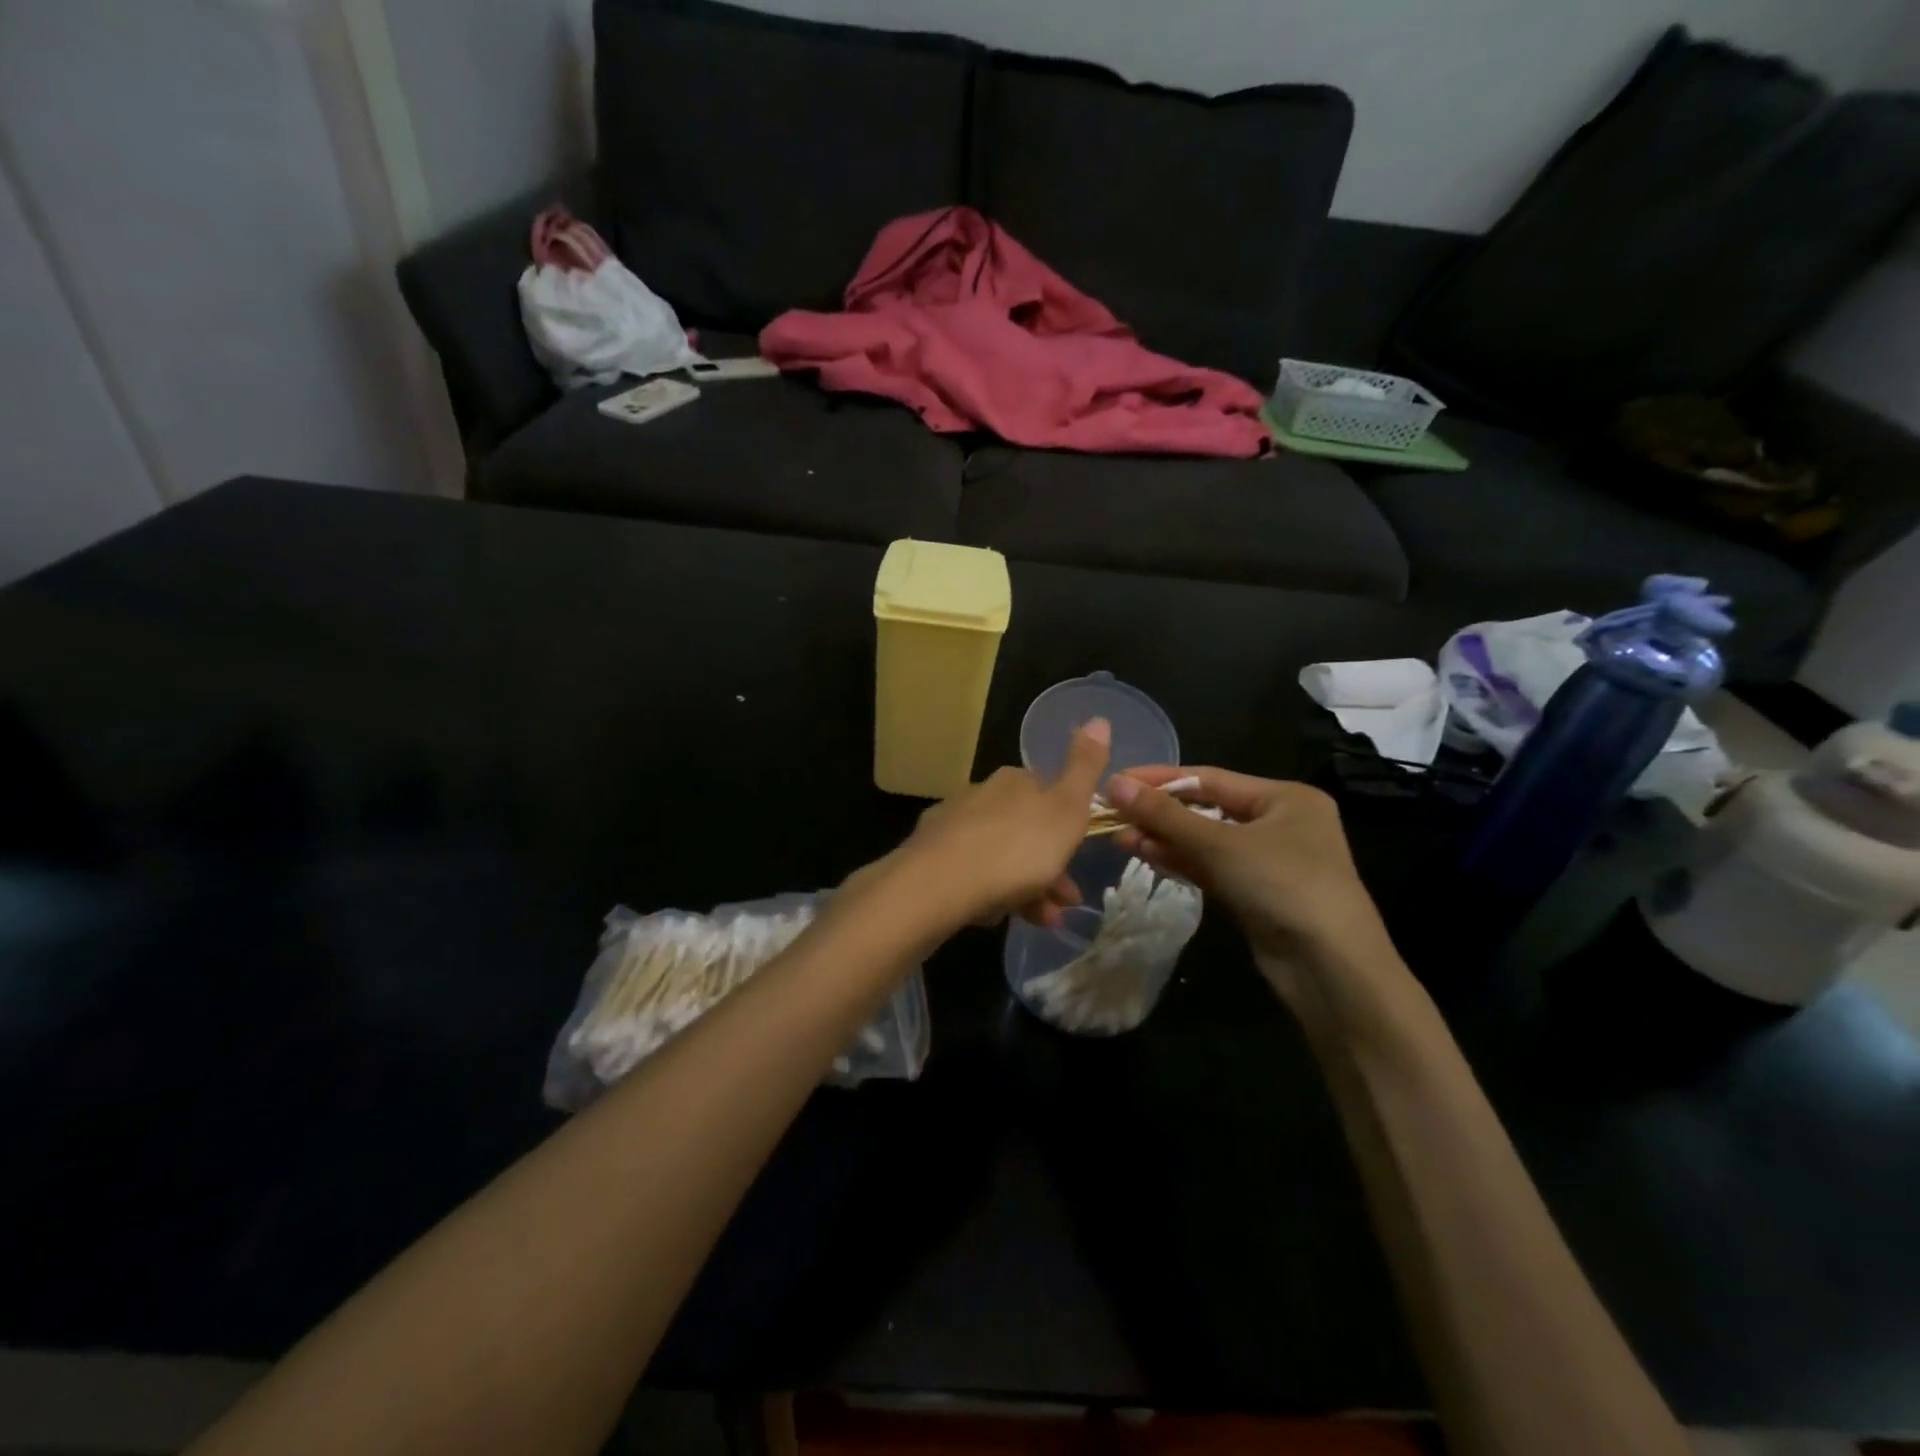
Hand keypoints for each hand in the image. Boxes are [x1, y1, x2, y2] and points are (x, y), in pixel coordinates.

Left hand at [895, 719, 1111, 930]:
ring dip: (1027, 888)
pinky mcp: (930, 857)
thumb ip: (1084, 768)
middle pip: (1024, 831)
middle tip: (1066, 901)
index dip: (1068, 828)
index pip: (1048, 795)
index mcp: (1014, 782)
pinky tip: (996, 916)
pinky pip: (971, 875)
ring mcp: (952, 826)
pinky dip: (991, 894)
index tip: (1081, 859)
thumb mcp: (1066, 809)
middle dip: (1050, 867)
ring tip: (1044, 920)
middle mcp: (980, 795)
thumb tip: (1098, 719)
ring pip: (1000, 857)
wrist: (938, 884)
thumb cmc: (1016, 848)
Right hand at [1105, 766, 1407, 1021]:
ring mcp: (1269, 862)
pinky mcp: (1256, 894)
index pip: (1210, 778)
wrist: (1331, 969)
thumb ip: (1165, 815)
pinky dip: (1180, 862)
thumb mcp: (1221, 845)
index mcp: (1285, 797)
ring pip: (1205, 841)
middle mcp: (1280, 823)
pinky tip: (1146, 856)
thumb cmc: (1284, 886)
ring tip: (1120, 837)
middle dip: (1159, 813)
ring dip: (1164, 839)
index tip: (1117, 780)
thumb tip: (1114, 784)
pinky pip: (1211, 868)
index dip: (1160, 778)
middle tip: (1113, 814)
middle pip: (1207, 809)